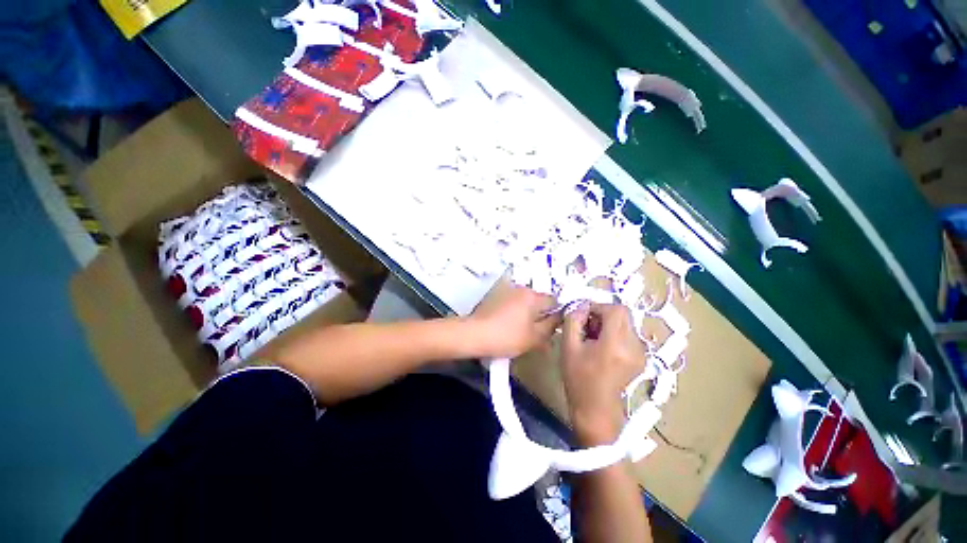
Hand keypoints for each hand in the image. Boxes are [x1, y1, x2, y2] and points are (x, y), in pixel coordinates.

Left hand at [467, 283, 559, 358]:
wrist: (474, 334)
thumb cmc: (507, 336)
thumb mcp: (534, 337)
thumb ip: (551, 327)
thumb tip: (559, 318)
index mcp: (533, 296)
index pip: (554, 301)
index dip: (556, 315)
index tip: (551, 329)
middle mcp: (521, 288)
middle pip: (539, 301)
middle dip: (541, 315)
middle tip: (537, 334)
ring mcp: (507, 291)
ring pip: (525, 302)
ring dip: (528, 314)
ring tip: (522, 332)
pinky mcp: (496, 296)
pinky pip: (513, 303)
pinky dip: (515, 312)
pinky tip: (509, 326)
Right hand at [560, 303, 646, 445]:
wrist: (596, 408)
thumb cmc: (578, 378)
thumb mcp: (569, 347)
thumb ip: (573, 321)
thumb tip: (580, 306)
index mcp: (616, 344)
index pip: (615, 310)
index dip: (597, 307)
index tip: (583, 316)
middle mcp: (634, 346)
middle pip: (623, 314)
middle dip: (603, 314)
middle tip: (587, 327)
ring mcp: (640, 353)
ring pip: (626, 323)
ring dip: (608, 323)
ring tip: (593, 337)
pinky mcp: (640, 357)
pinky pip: (628, 334)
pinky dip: (614, 333)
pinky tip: (602, 346)